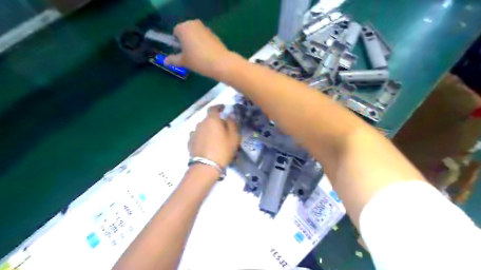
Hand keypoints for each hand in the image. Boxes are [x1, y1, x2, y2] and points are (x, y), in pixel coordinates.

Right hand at [164, 19, 233, 78]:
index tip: (181, 53)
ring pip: (196, 36)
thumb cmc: (198, 60)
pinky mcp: (215, 35)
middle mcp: (194, 24)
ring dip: (195, 44)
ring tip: (199, 58)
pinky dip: (204, 45)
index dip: (177, 43)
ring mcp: (206, 29)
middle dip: (186, 42)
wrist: (221, 63)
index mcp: (183, 27)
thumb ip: (173, 59)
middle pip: (186, 32)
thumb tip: (165, 61)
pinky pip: (205, 39)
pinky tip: (207, 56)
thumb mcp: (184, 61)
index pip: (175, 32)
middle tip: (189, 56)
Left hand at [188, 105, 240, 167]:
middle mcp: (200, 123)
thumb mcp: (234, 136)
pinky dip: (202, 137)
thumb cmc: (223, 149)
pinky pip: (197, 136)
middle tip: (222, 128)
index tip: (223, 108)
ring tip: (214, 138)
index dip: (219, 107)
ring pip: (202, 128)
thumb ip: (232, 123)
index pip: (214, 108)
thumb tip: (230, 115)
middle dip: (215, 121)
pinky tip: (206, 144)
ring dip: (208, 130)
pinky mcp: (189, 142)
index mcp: (212, 119)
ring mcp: (193, 133)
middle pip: (208, 119)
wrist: (206, 166)